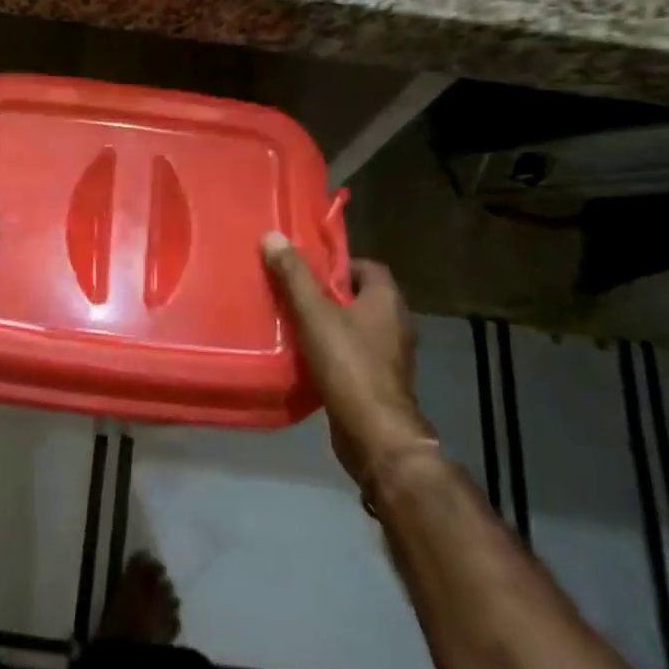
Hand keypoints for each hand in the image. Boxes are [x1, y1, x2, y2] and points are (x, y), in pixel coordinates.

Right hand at [262, 234, 433, 485]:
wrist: (374, 433)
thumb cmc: (348, 364)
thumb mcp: (314, 314)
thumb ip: (294, 276)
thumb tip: (272, 236)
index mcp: (387, 301)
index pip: (367, 267)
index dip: (338, 264)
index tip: (307, 270)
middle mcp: (396, 324)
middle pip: (360, 297)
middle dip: (328, 294)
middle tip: (293, 294)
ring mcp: (391, 356)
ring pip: (357, 328)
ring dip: (330, 325)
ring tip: (293, 324)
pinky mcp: (380, 382)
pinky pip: (354, 355)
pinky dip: (333, 352)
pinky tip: (306, 358)